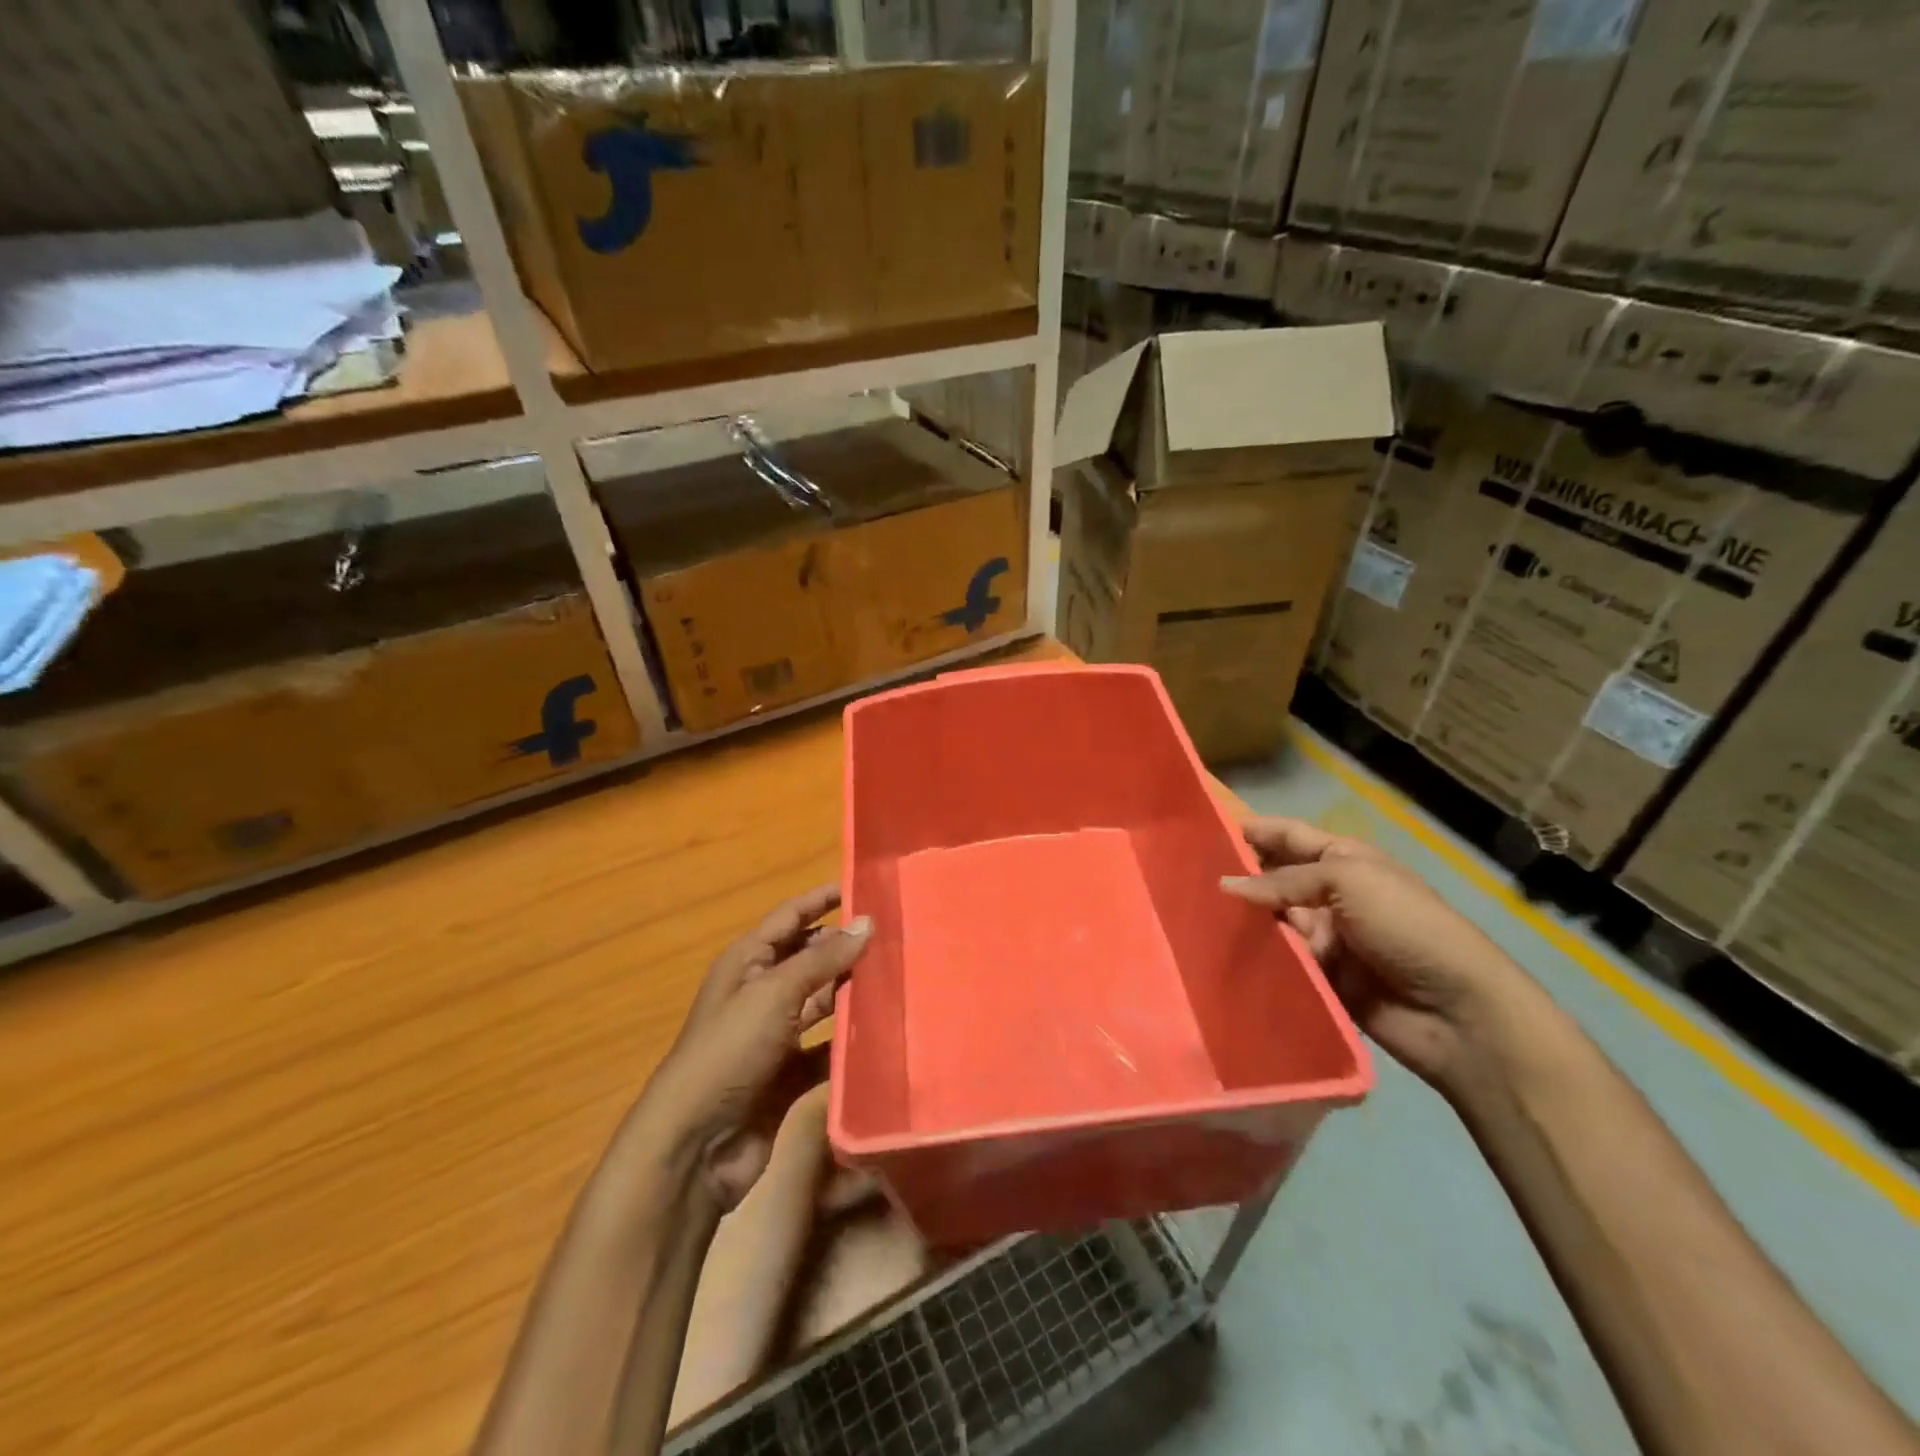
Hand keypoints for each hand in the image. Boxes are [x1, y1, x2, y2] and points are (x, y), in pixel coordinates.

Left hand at [640, 886, 870, 1209]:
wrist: (696, 1144)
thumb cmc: (729, 1051)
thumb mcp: (774, 993)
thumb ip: (823, 959)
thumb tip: (868, 922)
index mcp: (748, 962)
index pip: (791, 917)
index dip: (824, 899)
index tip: (867, 887)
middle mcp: (762, 992)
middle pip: (811, 957)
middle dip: (847, 946)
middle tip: (898, 934)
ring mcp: (777, 1034)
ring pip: (823, 1001)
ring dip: (854, 991)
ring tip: (901, 976)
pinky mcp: (791, 1073)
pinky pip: (829, 1047)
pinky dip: (852, 1040)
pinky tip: (886, 1030)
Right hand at [1220, 817, 1535, 1089]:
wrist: (1457, 1011)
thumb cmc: (1407, 926)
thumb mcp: (1349, 882)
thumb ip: (1284, 881)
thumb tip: (1225, 885)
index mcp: (1345, 860)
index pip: (1289, 836)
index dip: (1253, 830)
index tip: (1203, 830)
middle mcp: (1331, 893)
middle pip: (1274, 878)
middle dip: (1239, 874)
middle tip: (1186, 875)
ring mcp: (1325, 936)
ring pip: (1272, 919)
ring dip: (1242, 917)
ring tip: (1193, 913)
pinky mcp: (1320, 975)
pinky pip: (1279, 958)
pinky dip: (1256, 954)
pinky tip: (1217, 950)